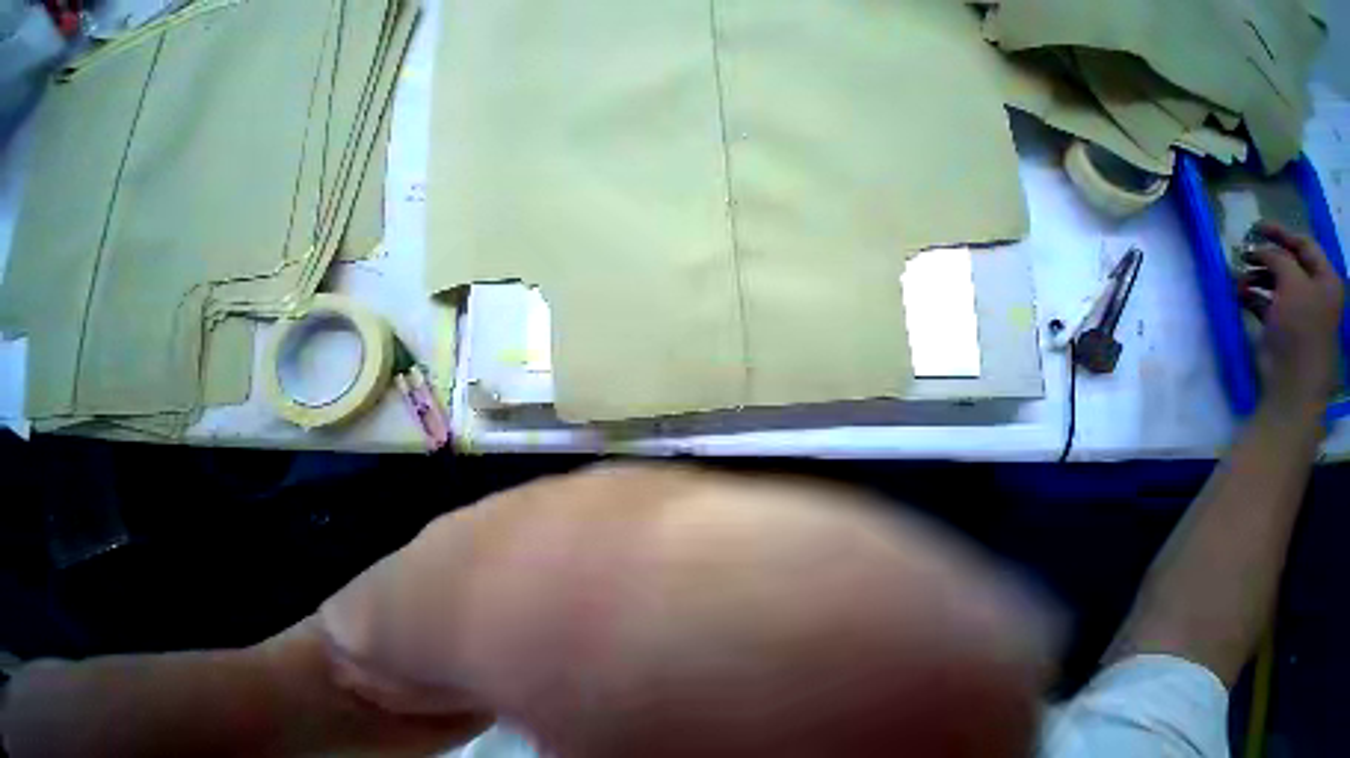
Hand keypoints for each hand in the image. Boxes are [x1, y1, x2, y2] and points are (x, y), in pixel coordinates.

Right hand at [1239, 220, 1344, 414]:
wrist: (1294, 371)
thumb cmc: (1300, 325)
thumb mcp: (1293, 286)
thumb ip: (1279, 261)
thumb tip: (1261, 249)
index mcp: (1324, 278)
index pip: (1304, 245)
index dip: (1282, 234)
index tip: (1256, 228)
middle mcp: (1313, 289)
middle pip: (1288, 263)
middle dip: (1265, 258)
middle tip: (1241, 255)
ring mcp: (1296, 307)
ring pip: (1274, 282)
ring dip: (1255, 277)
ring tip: (1237, 280)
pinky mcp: (1280, 322)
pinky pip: (1264, 301)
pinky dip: (1251, 296)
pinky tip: (1239, 296)